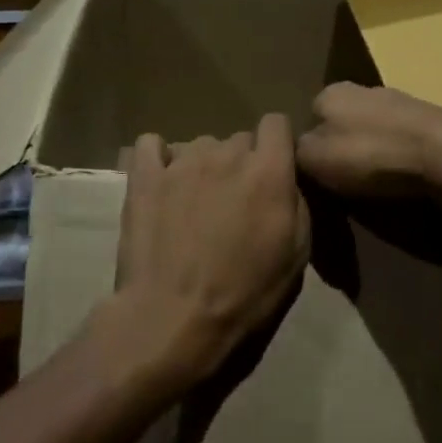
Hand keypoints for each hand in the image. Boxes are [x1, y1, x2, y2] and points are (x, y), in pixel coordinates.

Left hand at [103, 114, 310, 394]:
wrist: (175, 319)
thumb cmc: (245, 295)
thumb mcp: (296, 256)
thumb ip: (296, 204)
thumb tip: (286, 181)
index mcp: (269, 171)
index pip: (276, 123)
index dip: (276, 145)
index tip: (273, 170)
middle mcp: (227, 154)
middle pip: (239, 139)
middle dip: (241, 164)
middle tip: (234, 204)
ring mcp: (182, 162)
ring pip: (200, 145)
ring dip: (204, 166)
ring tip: (195, 204)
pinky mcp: (145, 177)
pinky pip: (150, 145)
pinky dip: (158, 158)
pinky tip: (161, 182)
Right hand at [296, 82, 441, 212]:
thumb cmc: (370, 154)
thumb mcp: (313, 159)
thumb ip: (294, 152)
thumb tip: (292, 151)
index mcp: (331, 91)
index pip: (308, 116)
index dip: (308, 146)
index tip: (314, 173)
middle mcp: (364, 89)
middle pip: (341, 122)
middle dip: (341, 148)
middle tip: (342, 181)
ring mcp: (400, 102)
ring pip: (372, 131)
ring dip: (371, 153)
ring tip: (373, 184)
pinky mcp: (428, 121)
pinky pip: (400, 141)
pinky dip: (397, 158)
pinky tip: (400, 178)